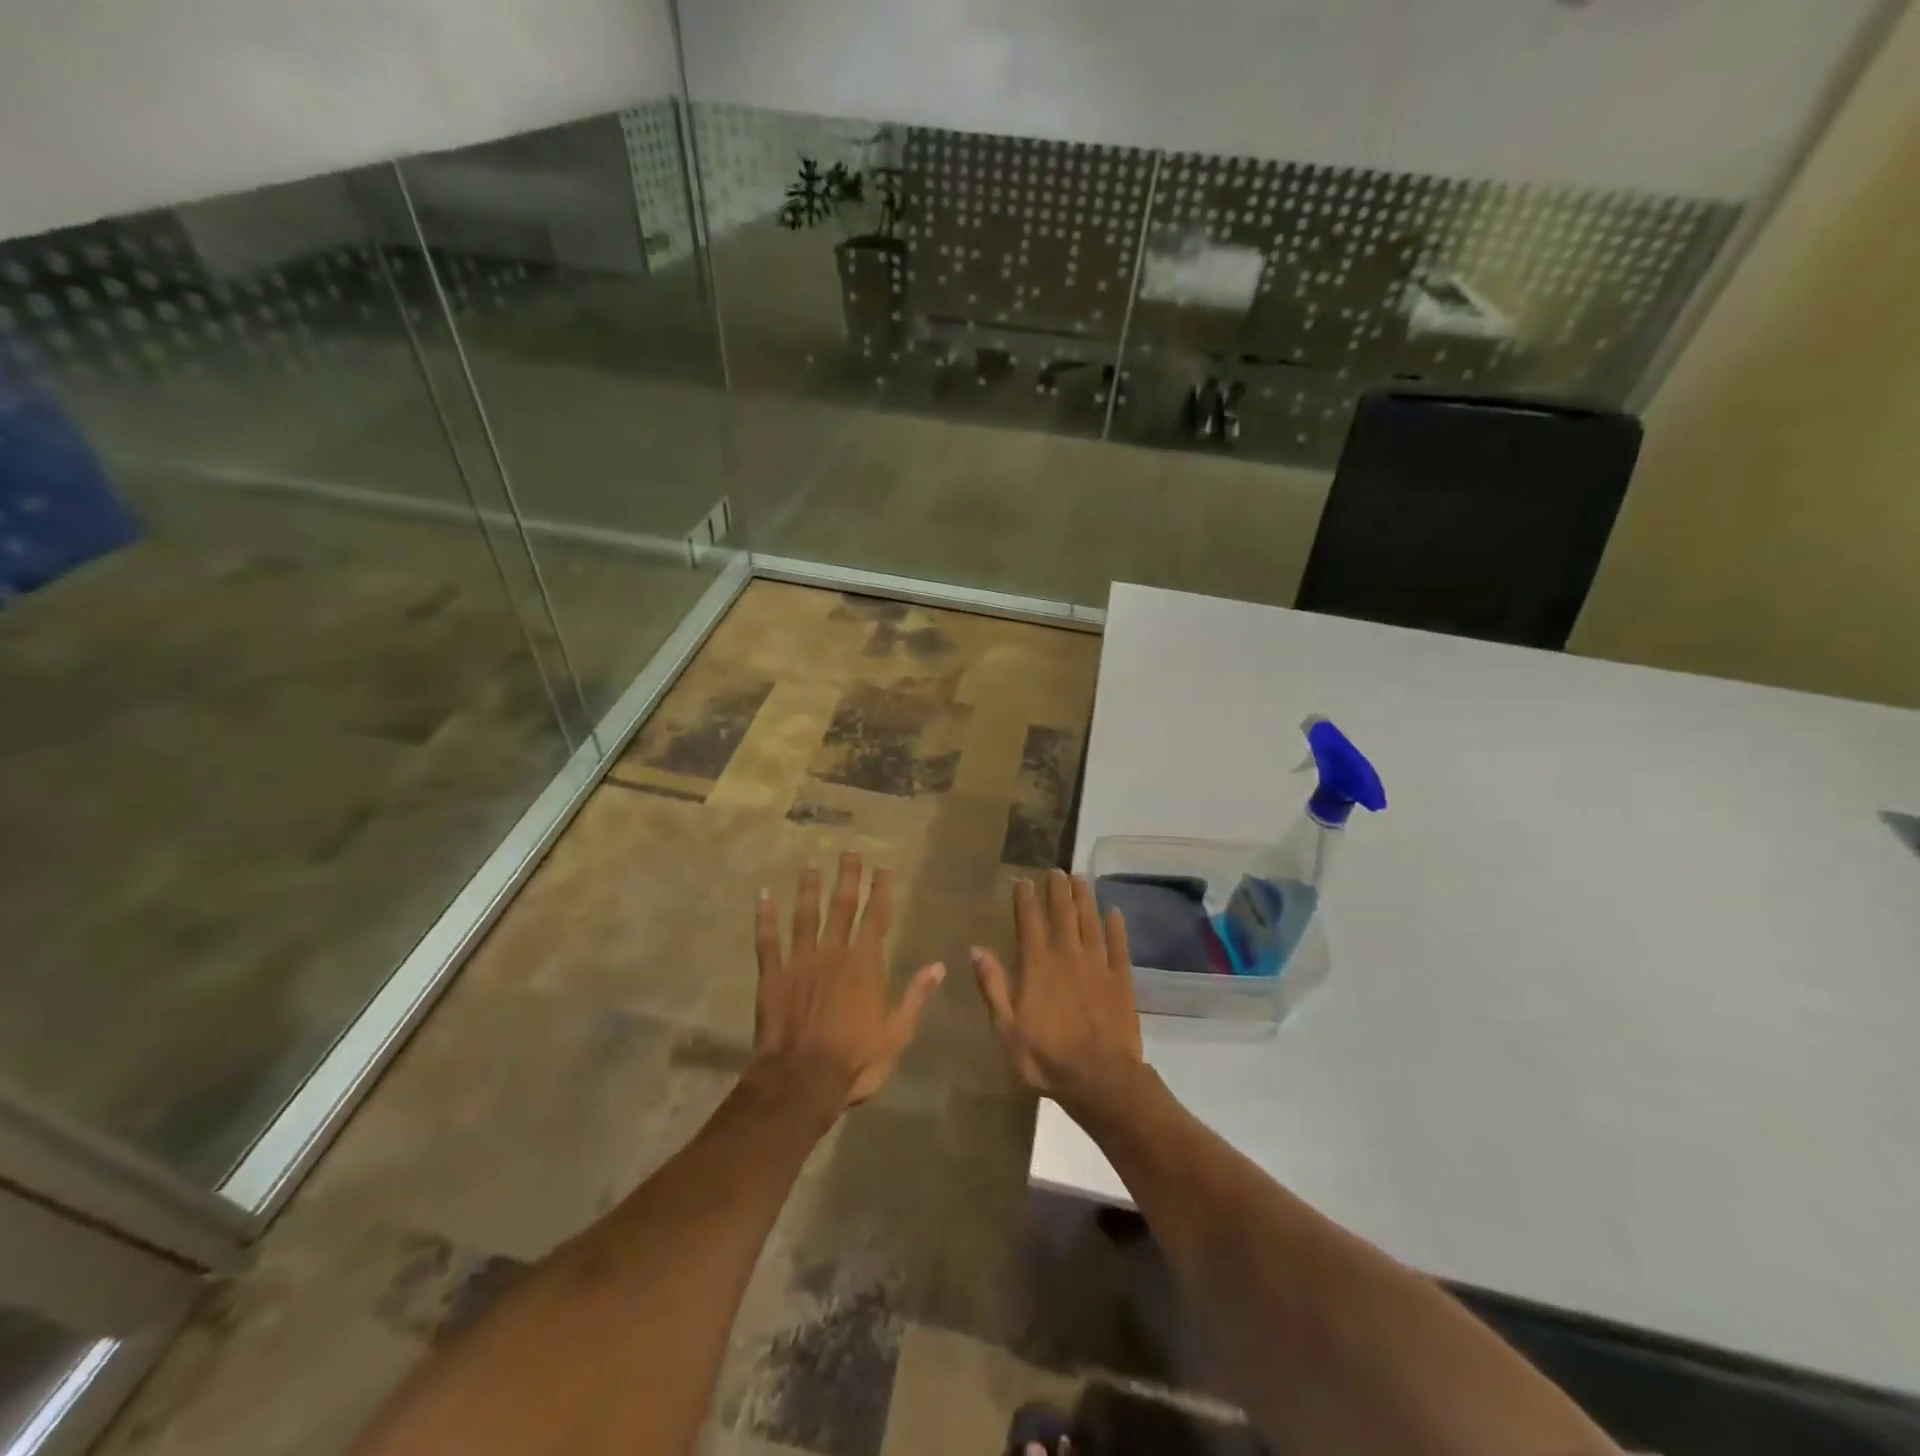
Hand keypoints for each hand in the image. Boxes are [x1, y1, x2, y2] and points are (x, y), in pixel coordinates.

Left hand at [750, 851, 944, 1107]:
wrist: (801, 1081)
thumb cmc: (854, 1061)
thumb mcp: (897, 1034)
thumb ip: (916, 997)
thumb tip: (939, 966)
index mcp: (864, 965)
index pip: (876, 918)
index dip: (881, 891)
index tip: (883, 867)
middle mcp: (833, 953)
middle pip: (841, 906)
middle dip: (847, 877)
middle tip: (849, 849)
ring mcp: (800, 961)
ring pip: (805, 915)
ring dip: (808, 888)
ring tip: (811, 864)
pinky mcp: (772, 975)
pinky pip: (767, 940)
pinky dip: (764, 917)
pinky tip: (762, 896)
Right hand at [971, 869, 1143, 1108]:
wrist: (1100, 1079)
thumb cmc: (1045, 1056)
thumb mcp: (1006, 1027)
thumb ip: (993, 986)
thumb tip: (977, 949)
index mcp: (1037, 965)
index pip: (1029, 922)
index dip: (1025, 899)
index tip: (1023, 881)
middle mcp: (1067, 955)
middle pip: (1062, 913)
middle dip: (1057, 889)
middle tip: (1056, 870)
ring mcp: (1097, 965)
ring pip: (1090, 922)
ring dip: (1084, 898)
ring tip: (1080, 878)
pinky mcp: (1121, 979)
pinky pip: (1118, 946)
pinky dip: (1116, 927)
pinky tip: (1115, 912)